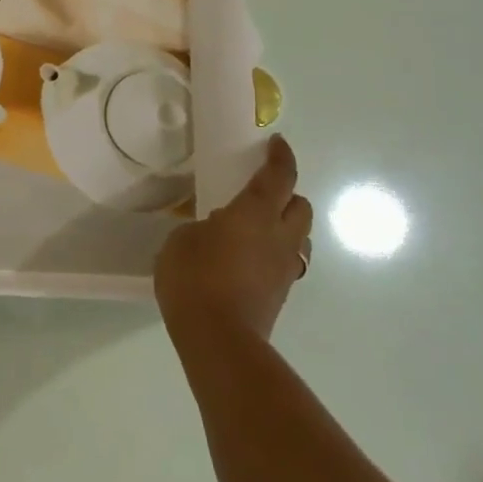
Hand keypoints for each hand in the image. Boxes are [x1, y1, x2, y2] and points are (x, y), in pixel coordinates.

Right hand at [155, 134, 313, 343]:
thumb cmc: (194, 277)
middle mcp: (280, 236)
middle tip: (262, 193)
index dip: (281, 157)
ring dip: (286, 226)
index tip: (276, 143)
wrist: (219, 338)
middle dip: (287, 194)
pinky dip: (274, 254)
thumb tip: (215, 231)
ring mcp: (285, 268)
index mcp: (255, 214)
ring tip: (257, 230)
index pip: (279, 176)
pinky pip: (287, 263)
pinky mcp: (281, 294)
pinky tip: (249, 261)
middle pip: (302, 206)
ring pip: (301, 237)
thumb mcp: (181, 240)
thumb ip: (202, 227)